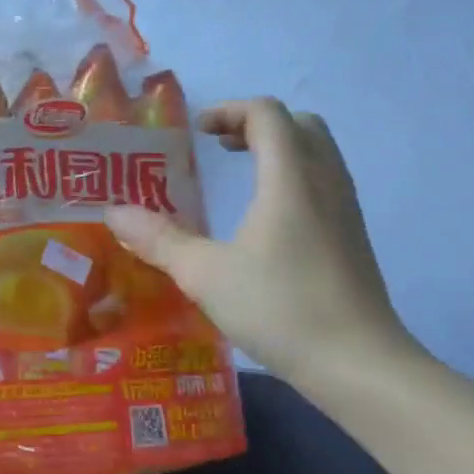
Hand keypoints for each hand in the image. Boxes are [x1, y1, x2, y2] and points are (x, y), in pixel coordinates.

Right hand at [106, 98, 414, 385]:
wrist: (359, 363)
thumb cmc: (280, 308)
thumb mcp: (206, 275)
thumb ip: (160, 240)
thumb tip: (114, 214)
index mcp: (290, 177)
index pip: (267, 113)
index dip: (229, 110)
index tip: (196, 133)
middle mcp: (325, 181)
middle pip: (298, 124)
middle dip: (255, 125)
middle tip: (218, 148)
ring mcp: (345, 209)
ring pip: (316, 152)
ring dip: (277, 150)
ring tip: (239, 176)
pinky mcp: (353, 236)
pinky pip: (324, 181)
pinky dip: (293, 177)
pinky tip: (266, 219)